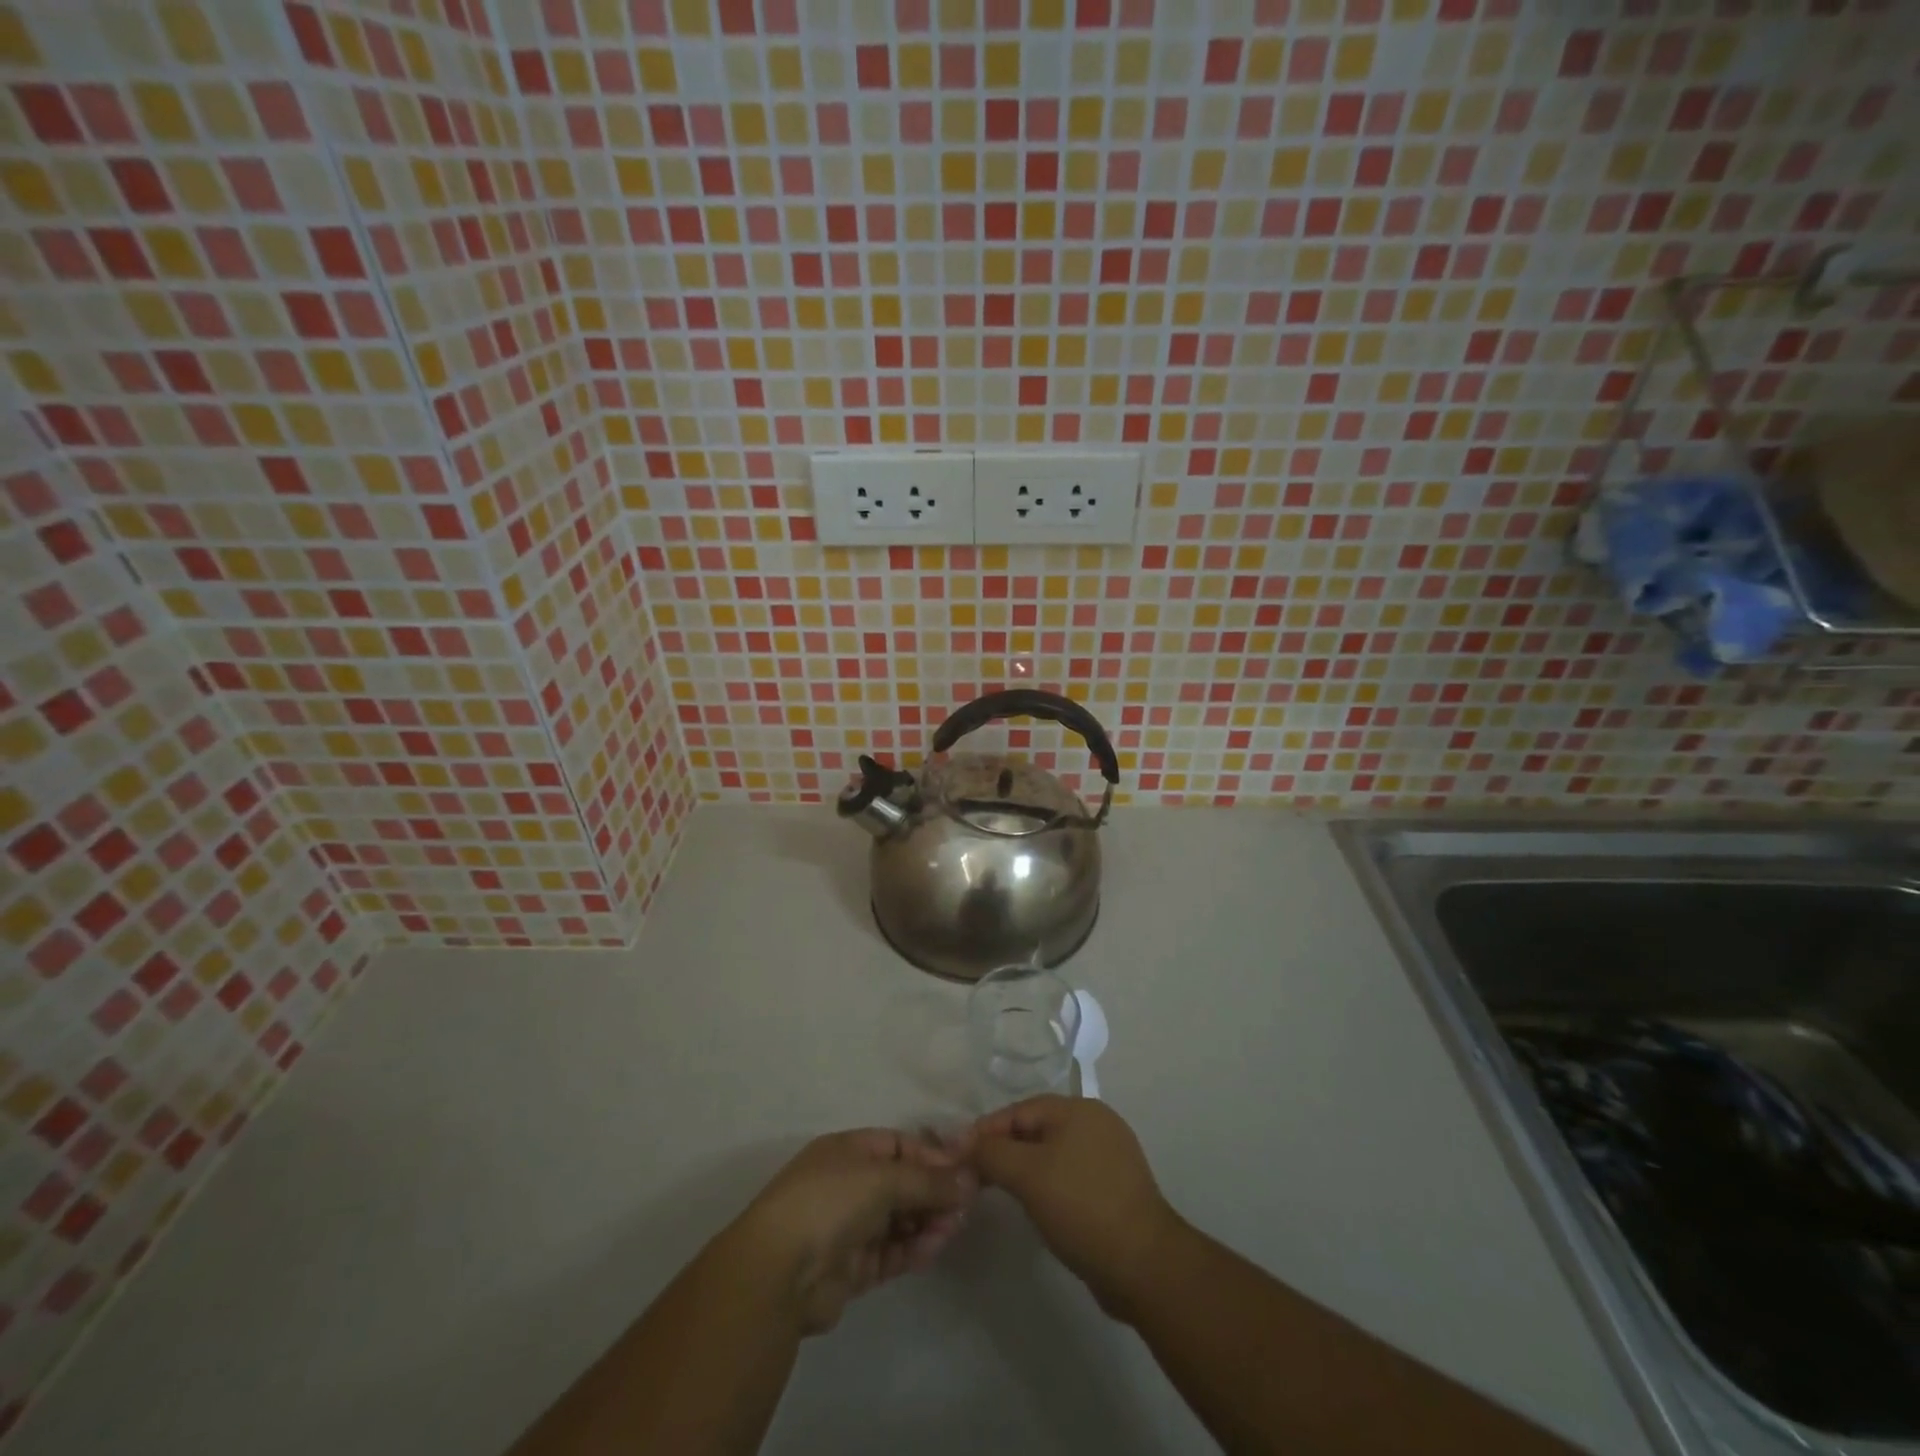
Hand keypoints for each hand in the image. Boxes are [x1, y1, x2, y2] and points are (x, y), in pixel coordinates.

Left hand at [727, 1129, 976, 1334]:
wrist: (778, 1273)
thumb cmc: (830, 1202)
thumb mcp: (884, 1178)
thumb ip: (929, 1181)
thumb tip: (969, 1179)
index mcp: (848, 1151)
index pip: (898, 1145)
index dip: (931, 1155)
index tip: (964, 1170)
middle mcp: (848, 1184)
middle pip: (902, 1183)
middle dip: (933, 1192)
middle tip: (966, 1205)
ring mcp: (849, 1227)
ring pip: (899, 1219)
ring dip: (927, 1221)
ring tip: (953, 1228)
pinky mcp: (852, 1268)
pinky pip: (892, 1253)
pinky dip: (914, 1249)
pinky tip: (934, 1247)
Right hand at [969, 1096, 1181, 1319]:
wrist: (1144, 1265)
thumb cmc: (1081, 1207)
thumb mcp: (1027, 1175)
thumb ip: (991, 1153)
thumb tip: (962, 1143)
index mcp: (1078, 1108)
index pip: (1019, 1110)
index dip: (985, 1131)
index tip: (958, 1156)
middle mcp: (1097, 1123)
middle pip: (1036, 1129)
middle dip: (1004, 1150)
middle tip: (975, 1177)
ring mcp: (1110, 1156)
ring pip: (1053, 1154)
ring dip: (1025, 1169)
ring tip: (1000, 1192)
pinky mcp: (1116, 1188)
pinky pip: (1070, 1176)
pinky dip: (1049, 1185)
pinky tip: (1038, 1207)